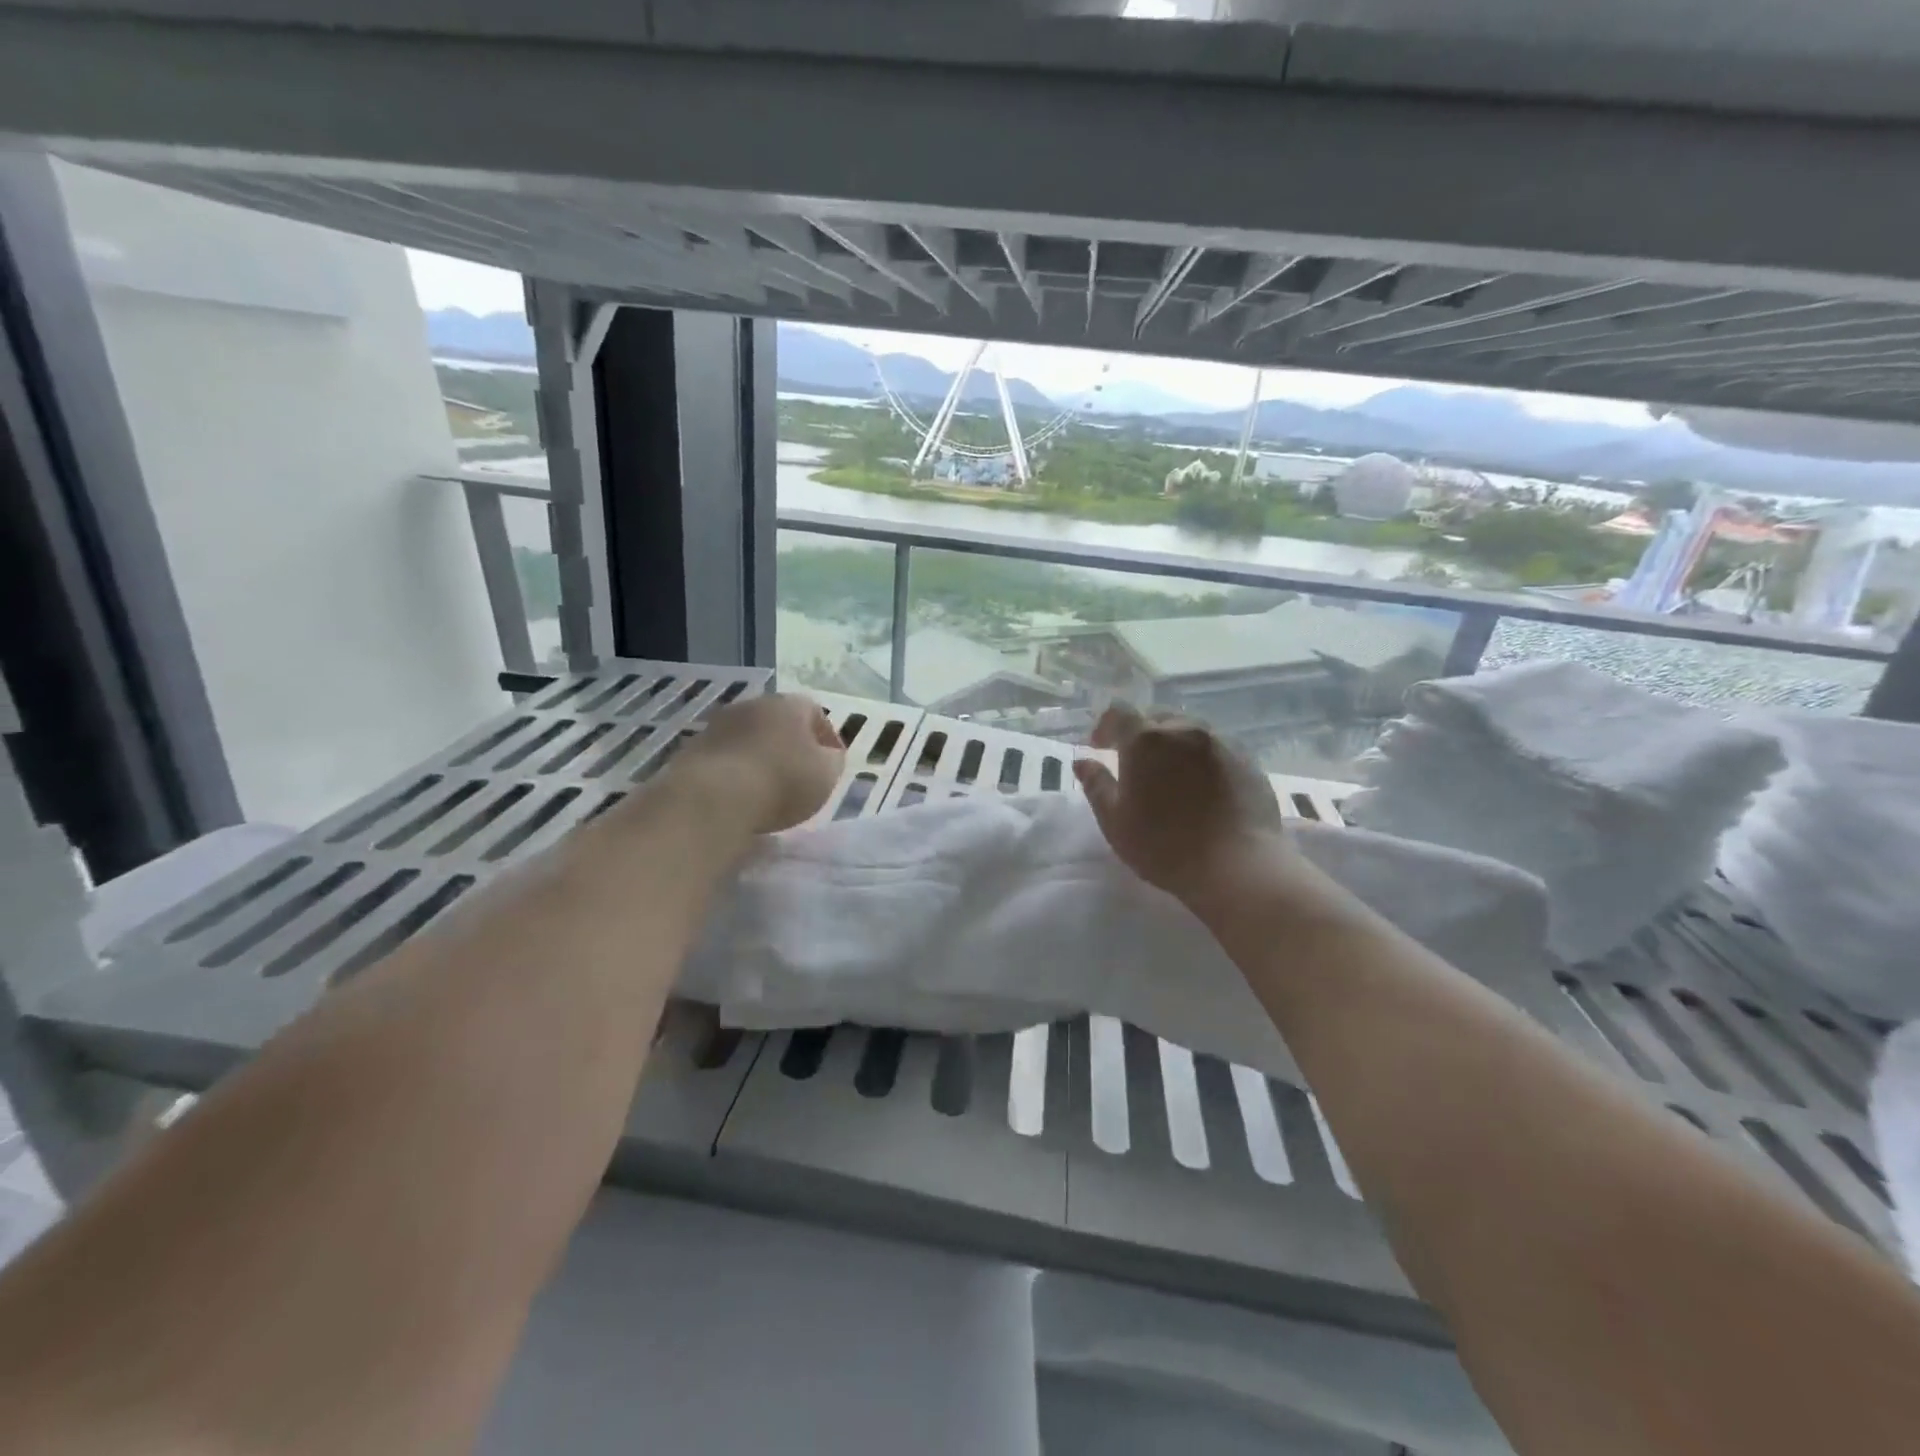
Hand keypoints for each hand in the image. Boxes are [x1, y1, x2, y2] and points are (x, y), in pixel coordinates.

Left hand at [671, 692, 845, 834]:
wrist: (713, 797)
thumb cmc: (782, 781)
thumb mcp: (826, 774)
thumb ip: (833, 761)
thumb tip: (828, 755)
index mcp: (788, 704)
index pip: (815, 712)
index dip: (827, 738)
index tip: (833, 762)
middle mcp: (752, 705)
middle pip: (778, 722)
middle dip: (791, 744)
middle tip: (801, 773)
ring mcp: (718, 726)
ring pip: (749, 738)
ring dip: (761, 757)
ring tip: (769, 788)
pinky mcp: (692, 750)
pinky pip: (726, 759)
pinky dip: (736, 772)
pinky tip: (741, 795)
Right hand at [1073, 703, 1290, 906]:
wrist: (1238, 867)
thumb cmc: (1164, 845)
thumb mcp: (1115, 821)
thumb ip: (1096, 785)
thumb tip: (1083, 761)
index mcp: (1146, 739)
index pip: (1119, 713)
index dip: (1105, 727)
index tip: (1100, 747)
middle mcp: (1184, 730)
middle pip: (1156, 718)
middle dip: (1142, 734)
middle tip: (1136, 764)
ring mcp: (1221, 742)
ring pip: (1189, 731)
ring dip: (1174, 745)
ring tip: (1171, 775)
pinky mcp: (1248, 760)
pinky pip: (1216, 748)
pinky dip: (1202, 759)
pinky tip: (1203, 788)